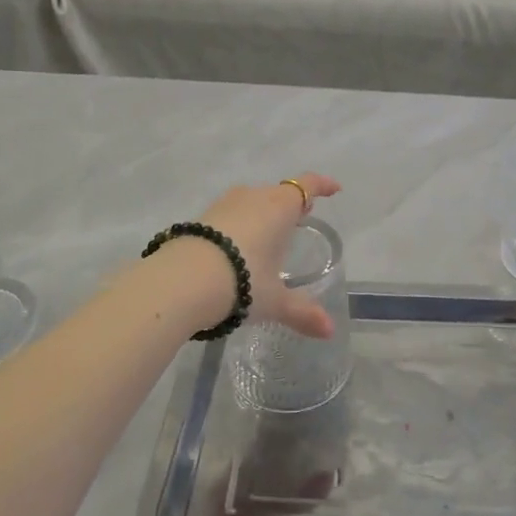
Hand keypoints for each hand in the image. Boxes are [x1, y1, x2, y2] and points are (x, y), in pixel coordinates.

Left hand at [198, 174, 340, 337]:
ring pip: (251, 202)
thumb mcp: (274, 301)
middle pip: (278, 193)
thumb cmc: (242, 281)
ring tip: (268, 235)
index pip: (306, 186)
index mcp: (279, 207)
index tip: (334, 189)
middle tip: (300, 219)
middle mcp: (253, 197)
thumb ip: (302, 313)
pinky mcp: (199, 219)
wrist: (181, 281)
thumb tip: (329, 331)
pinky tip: (235, 249)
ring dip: (262, 214)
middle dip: (291, 204)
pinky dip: (238, 226)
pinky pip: (229, 215)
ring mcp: (223, 205)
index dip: (322, 185)